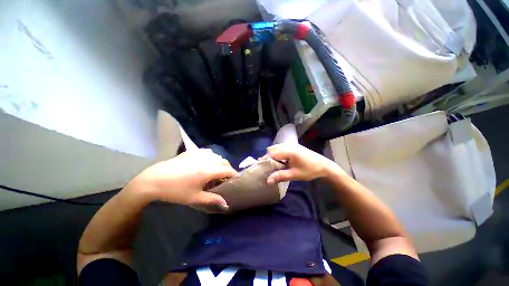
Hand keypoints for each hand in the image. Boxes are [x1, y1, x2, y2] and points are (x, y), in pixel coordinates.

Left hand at [133, 149, 237, 209]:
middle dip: (228, 168)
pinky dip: (211, 157)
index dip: (234, 174)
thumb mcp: (195, 198)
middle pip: (224, 161)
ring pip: (217, 156)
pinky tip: (206, 162)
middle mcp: (206, 160)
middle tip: (226, 177)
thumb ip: (213, 199)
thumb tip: (226, 204)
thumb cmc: (175, 191)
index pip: (228, 170)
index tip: (237, 179)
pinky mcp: (192, 151)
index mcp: (208, 171)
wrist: (154, 180)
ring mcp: (199, 154)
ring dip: (220, 162)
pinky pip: (207, 152)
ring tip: (216, 170)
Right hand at [266, 143, 343, 183]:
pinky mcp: (293, 146)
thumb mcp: (294, 174)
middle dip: (268, 158)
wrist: (324, 166)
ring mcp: (291, 145)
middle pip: (272, 149)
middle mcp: (288, 145)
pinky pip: (281, 148)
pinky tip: (280, 161)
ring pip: (276, 148)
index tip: (261, 168)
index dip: (265, 160)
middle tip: (267, 168)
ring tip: (273, 165)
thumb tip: (267, 181)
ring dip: (272, 155)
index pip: (271, 154)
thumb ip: (280, 176)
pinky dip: (277, 153)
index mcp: (288, 151)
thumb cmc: (310, 170)